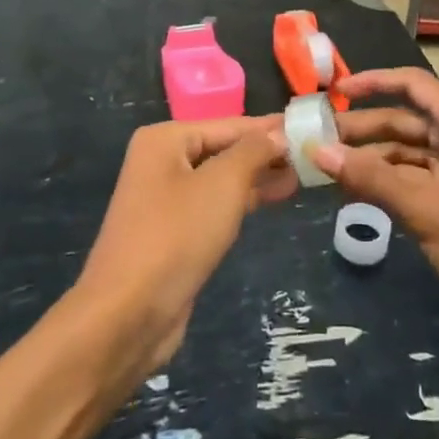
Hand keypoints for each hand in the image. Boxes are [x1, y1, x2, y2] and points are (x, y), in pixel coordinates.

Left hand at [75, 117, 295, 373]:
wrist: (128, 314)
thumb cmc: (176, 235)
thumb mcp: (223, 184)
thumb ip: (253, 152)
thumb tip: (278, 133)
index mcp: (165, 140)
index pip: (229, 124)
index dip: (270, 127)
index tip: (309, 126)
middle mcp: (161, 162)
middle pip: (224, 149)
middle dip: (265, 153)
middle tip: (310, 155)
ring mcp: (165, 199)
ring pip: (221, 179)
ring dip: (258, 177)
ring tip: (301, 177)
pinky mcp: (173, 233)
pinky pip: (214, 206)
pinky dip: (242, 201)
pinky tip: (272, 200)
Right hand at [313, 68, 438, 325]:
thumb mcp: (423, 207)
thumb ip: (370, 177)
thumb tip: (318, 150)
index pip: (411, 84)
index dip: (372, 82)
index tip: (333, 92)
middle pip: (405, 118)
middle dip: (363, 127)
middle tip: (316, 138)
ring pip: (409, 148)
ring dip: (372, 157)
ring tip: (328, 168)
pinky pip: (418, 173)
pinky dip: (390, 179)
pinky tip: (358, 191)